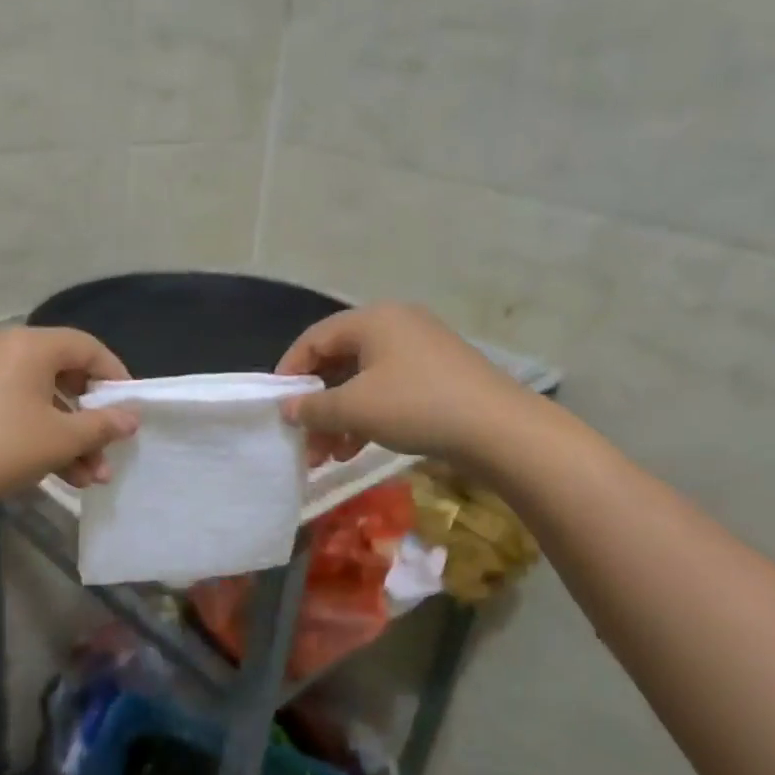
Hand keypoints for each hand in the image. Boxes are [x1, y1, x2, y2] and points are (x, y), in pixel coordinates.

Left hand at [0, 326, 138, 510]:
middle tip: (109, 452)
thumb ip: (102, 425)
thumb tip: (131, 417)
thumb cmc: (2, 447)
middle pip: (66, 377)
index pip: (87, 348)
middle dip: (92, 421)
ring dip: (71, 439)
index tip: (131, 408)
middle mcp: (8, 350)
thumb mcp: (61, 439)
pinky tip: (62, 476)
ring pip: (44, 402)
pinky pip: (20, 411)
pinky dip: (43, 437)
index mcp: (31, 345)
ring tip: (90, 479)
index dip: (115, 376)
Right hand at [276, 303, 536, 473]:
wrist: (498, 428)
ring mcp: (419, 349)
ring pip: (363, 381)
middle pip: (338, 362)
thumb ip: (313, 407)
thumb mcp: (355, 409)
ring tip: (327, 455)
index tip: (277, 405)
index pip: (314, 339)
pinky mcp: (437, 374)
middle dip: (316, 404)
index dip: (289, 372)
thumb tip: (287, 409)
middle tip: (303, 439)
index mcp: (372, 319)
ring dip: (339, 417)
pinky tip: (355, 449)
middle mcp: (394, 324)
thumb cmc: (416, 406)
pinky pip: (387, 389)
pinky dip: (367, 416)